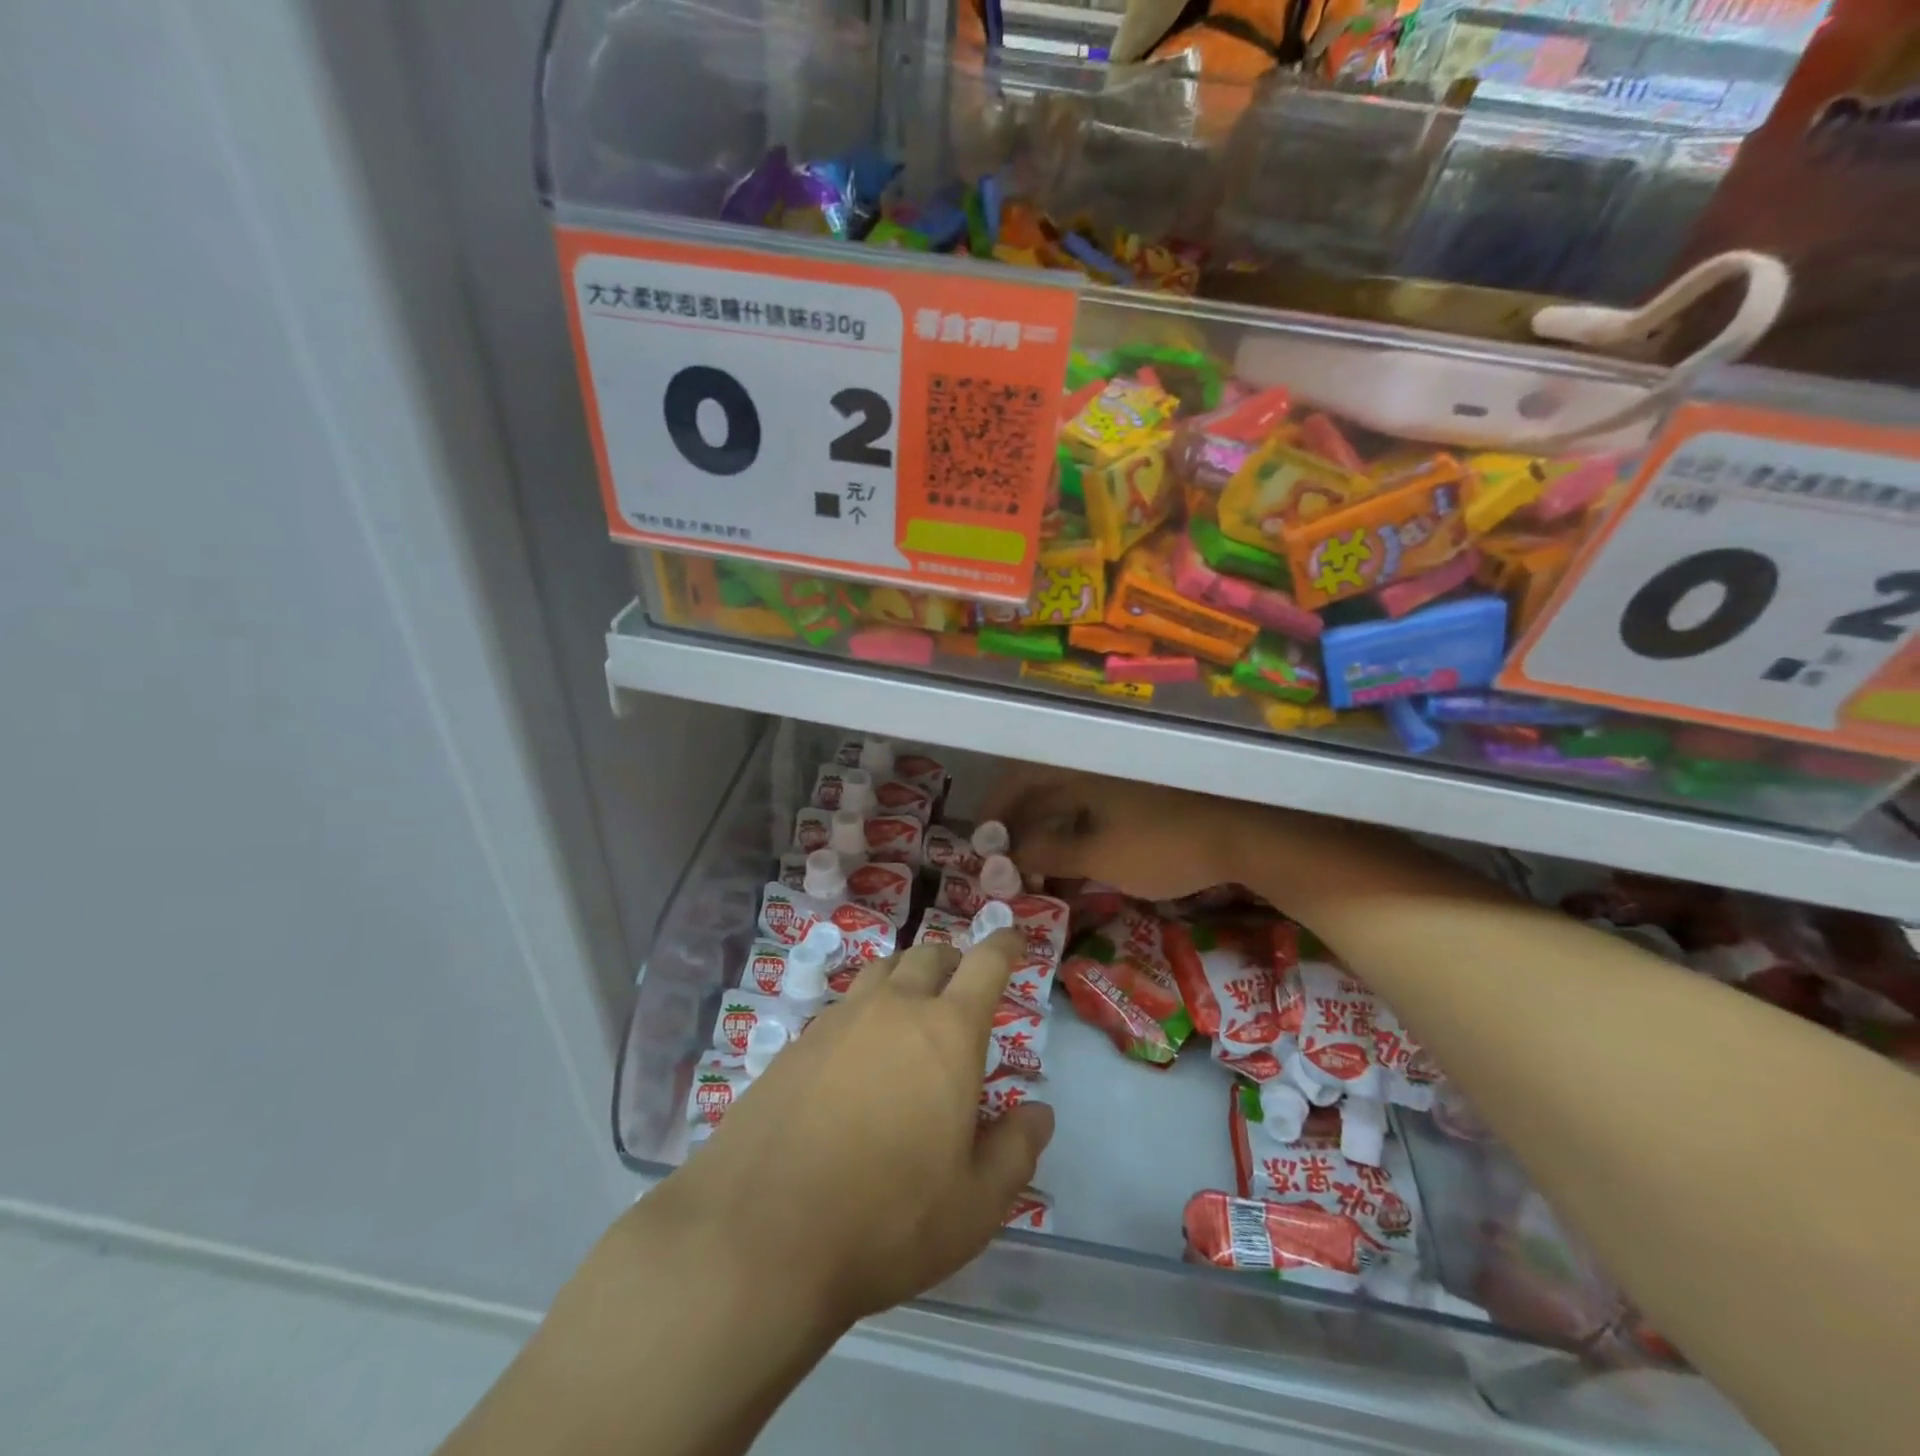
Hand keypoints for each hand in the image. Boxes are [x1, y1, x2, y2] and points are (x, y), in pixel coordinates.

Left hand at [647, 931, 1053, 1331]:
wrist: (759, 1237)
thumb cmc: (887, 1219)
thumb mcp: (974, 1204)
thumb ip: (1015, 1150)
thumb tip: (1039, 1112)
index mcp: (946, 1032)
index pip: (985, 964)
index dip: (1004, 945)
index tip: (1015, 938)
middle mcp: (892, 1009)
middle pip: (928, 956)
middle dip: (954, 960)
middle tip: (963, 984)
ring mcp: (837, 1021)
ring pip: (881, 972)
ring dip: (906, 977)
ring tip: (912, 1007)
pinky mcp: (795, 1045)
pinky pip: (842, 1008)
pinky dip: (864, 1012)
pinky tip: (858, 1055)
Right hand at [979, 765, 1273, 902]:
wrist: (1246, 836)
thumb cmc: (1165, 845)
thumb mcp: (1099, 856)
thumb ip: (1048, 852)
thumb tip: (1004, 854)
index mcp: (1079, 770)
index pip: (1019, 780)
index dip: (994, 811)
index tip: (980, 846)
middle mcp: (1093, 770)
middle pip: (1041, 796)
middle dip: (1019, 833)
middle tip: (1006, 870)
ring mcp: (1119, 785)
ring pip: (1067, 809)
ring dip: (1047, 842)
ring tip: (1038, 881)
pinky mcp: (1139, 802)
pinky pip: (1092, 818)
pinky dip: (1077, 843)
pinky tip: (1075, 874)